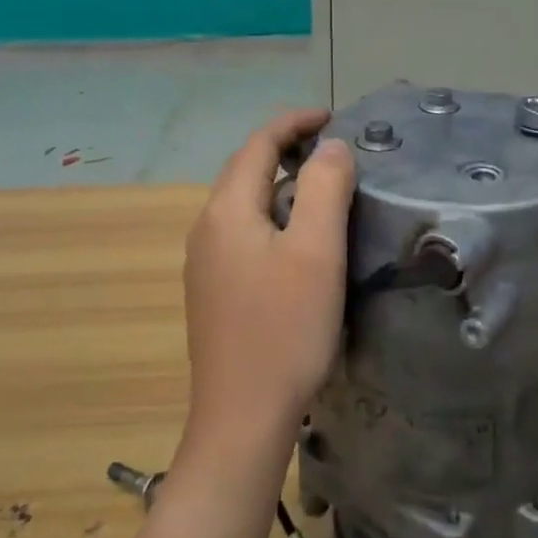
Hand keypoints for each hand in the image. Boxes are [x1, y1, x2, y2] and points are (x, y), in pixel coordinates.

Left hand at [180, 110, 355, 456]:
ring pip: (243, 200)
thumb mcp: (316, 251)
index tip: (332, 116)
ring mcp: (204, 261)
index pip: (259, 144)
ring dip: (278, 179)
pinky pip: (241, 229)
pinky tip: (295, 236)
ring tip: (319, 184)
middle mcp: (206, 227)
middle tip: (331, 147)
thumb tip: (331, 145)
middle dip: (285, 146)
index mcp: (227, 210)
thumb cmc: (284, 330)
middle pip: (246, 168)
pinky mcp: (212, 290)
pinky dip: (270, 211)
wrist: (241, 421)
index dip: (294, 122)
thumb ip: (325, 186)